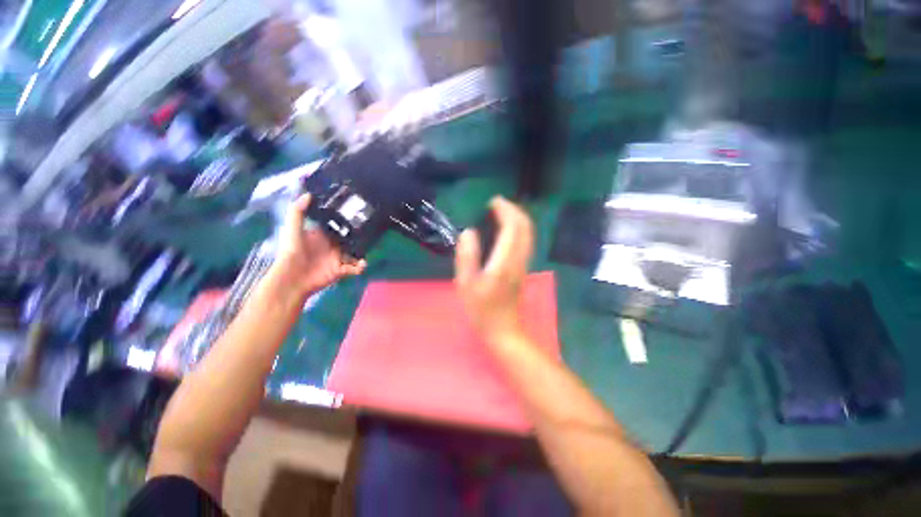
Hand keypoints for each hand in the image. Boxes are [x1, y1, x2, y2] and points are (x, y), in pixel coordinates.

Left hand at [272, 194, 365, 298]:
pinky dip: (361, 267)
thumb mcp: (293, 229)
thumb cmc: (291, 251)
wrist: (292, 278)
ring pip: (355, 253)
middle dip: (360, 235)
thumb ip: (299, 211)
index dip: (346, 220)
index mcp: (322, 235)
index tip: (359, 212)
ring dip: (363, 252)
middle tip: (372, 230)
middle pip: (349, 239)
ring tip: (368, 249)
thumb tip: (309, 194)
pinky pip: (355, 268)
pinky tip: (363, 265)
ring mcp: (337, 258)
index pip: (337, 225)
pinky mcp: (341, 270)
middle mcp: (332, 245)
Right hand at [454, 196, 533, 343]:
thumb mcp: (466, 285)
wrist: (503, 330)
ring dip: (518, 218)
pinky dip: (519, 229)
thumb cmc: (481, 310)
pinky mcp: (523, 268)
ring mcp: (523, 264)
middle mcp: (518, 259)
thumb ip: (466, 257)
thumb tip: (468, 232)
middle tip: (497, 203)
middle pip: (525, 227)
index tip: (492, 202)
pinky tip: (507, 229)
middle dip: (514, 210)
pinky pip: (526, 241)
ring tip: (501, 212)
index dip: (505, 211)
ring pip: (528, 234)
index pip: (512, 228)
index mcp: (504, 262)